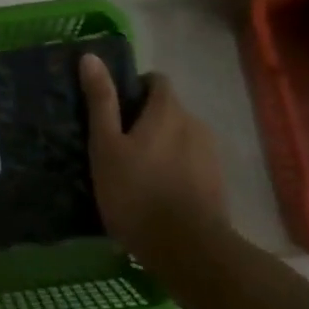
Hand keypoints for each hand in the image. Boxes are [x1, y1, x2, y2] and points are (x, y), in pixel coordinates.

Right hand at [79, 56, 226, 268]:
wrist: (189, 251)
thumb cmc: (137, 193)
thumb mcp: (106, 146)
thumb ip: (101, 101)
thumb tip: (90, 57)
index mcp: (168, 110)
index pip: (157, 80)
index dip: (136, 87)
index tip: (115, 108)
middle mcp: (195, 123)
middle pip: (169, 109)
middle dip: (147, 119)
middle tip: (119, 144)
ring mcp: (211, 155)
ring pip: (181, 137)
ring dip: (162, 145)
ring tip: (138, 172)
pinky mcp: (217, 183)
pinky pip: (191, 163)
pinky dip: (176, 168)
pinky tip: (158, 193)